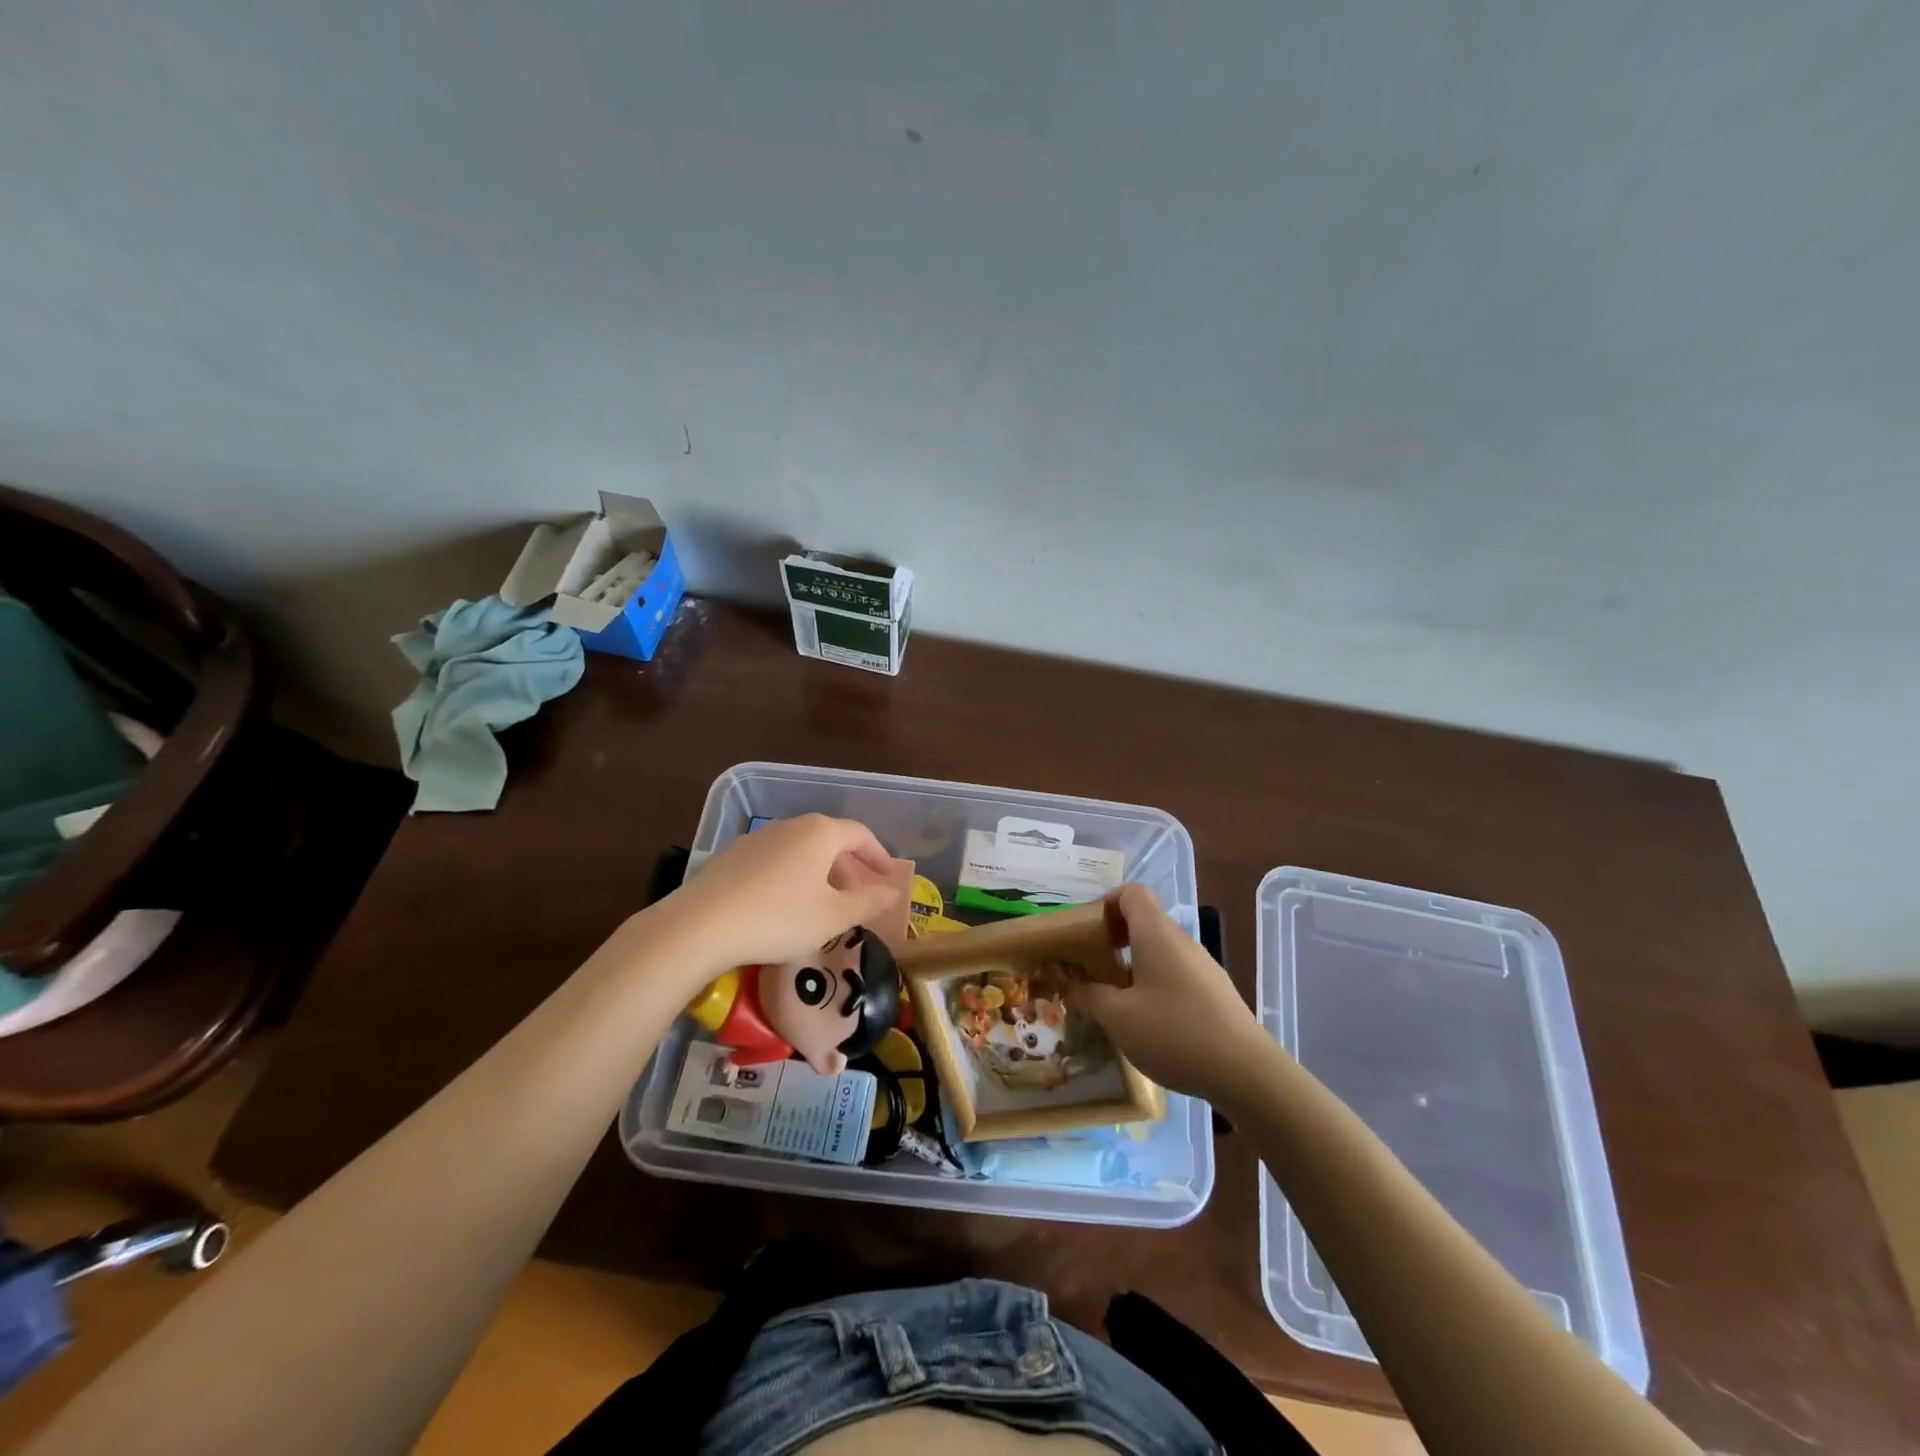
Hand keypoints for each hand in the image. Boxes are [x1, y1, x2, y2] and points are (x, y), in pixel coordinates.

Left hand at [654, 814, 899, 980]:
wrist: (700, 926)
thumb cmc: (780, 918)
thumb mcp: (833, 917)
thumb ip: (868, 902)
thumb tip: (894, 892)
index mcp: (820, 833)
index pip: (860, 835)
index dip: (878, 855)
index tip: (888, 876)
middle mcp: (789, 826)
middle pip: (828, 840)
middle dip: (847, 867)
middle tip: (856, 896)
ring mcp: (756, 839)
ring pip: (799, 851)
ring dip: (817, 873)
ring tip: (820, 904)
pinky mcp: (730, 857)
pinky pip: (772, 862)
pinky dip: (788, 878)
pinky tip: (781, 907)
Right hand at [1074, 883, 1267, 1101]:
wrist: (1246, 1072)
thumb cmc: (1174, 1033)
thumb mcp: (1118, 1017)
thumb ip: (1088, 995)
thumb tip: (1070, 983)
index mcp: (1156, 933)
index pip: (1131, 892)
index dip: (1105, 903)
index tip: (1086, 932)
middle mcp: (1182, 940)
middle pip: (1145, 920)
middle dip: (1114, 937)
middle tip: (1092, 967)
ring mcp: (1203, 966)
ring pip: (1161, 949)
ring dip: (1134, 964)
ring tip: (1116, 998)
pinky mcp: (1216, 992)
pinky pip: (1177, 973)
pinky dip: (1155, 983)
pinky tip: (1149, 1021)